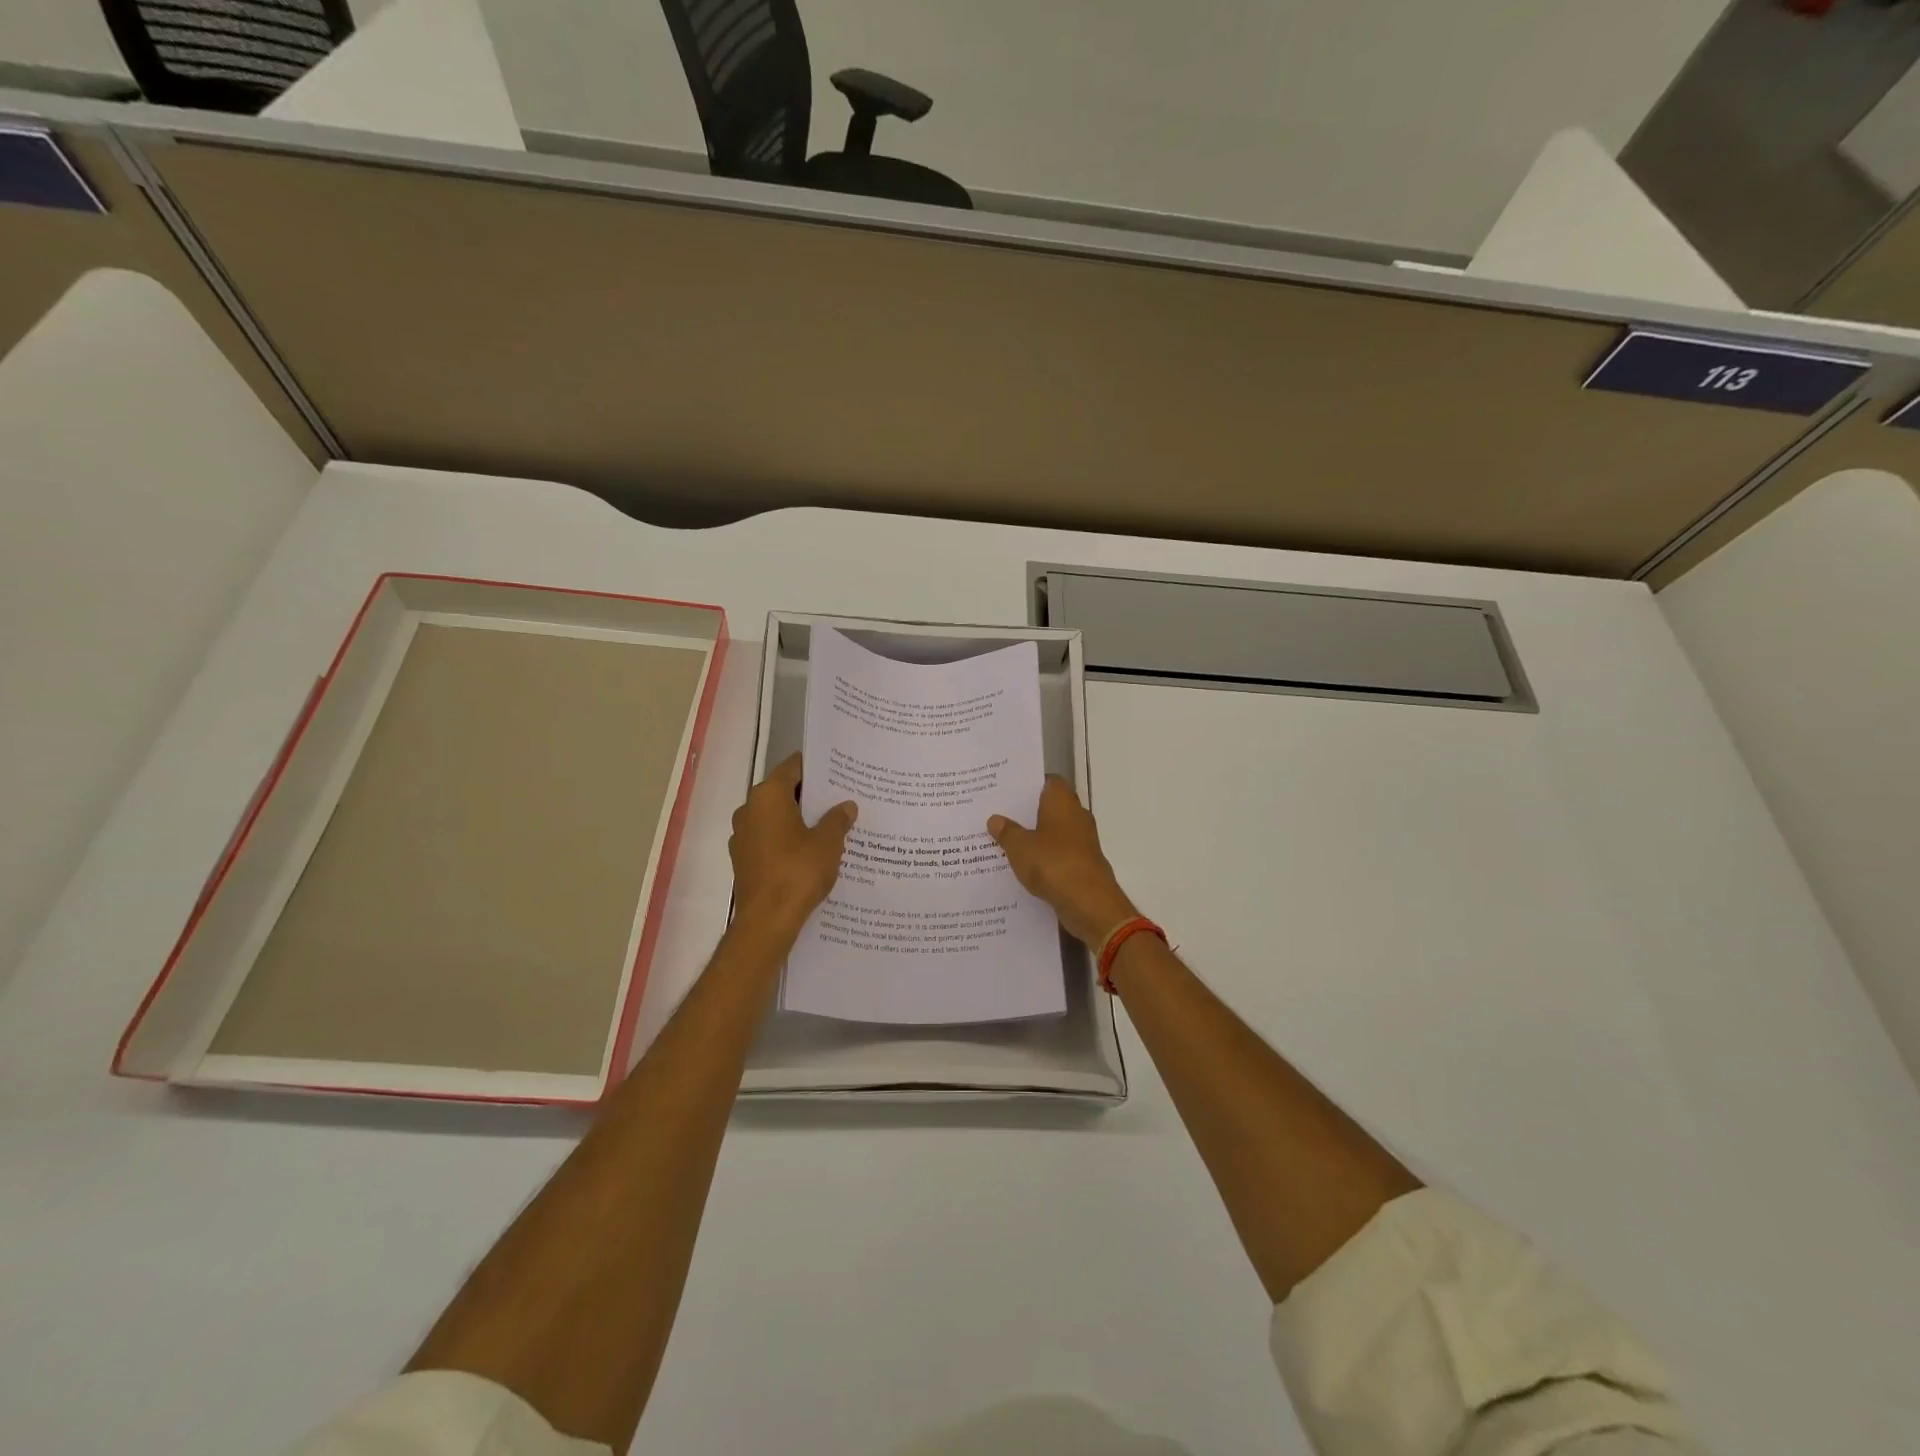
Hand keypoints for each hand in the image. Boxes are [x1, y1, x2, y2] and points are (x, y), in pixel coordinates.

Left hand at [730, 754, 857, 939]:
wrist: (767, 921)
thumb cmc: (798, 872)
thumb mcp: (828, 842)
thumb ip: (838, 819)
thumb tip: (846, 806)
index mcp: (768, 796)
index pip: (794, 767)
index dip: (817, 768)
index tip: (839, 771)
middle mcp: (749, 809)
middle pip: (784, 791)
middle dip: (811, 796)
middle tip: (841, 798)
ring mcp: (743, 836)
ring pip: (776, 817)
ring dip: (799, 820)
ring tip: (831, 826)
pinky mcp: (744, 859)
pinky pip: (770, 839)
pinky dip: (788, 840)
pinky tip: (811, 852)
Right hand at [988, 777, 1138, 947]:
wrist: (1089, 902)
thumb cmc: (1053, 863)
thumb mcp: (1020, 847)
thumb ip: (1007, 832)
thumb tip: (995, 819)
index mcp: (1062, 802)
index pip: (1049, 781)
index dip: (1030, 783)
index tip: (1008, 790)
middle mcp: (1076, 816)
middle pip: (1051, 806)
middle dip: (1029, 812)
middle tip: (1000, 814)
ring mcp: (1083, 841)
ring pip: (1055, 832)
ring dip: (1037, 836)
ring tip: (1006, 840)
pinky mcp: (1084, 863)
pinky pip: (1060, 853)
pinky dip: (1045, 856)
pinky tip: (1025, 865)